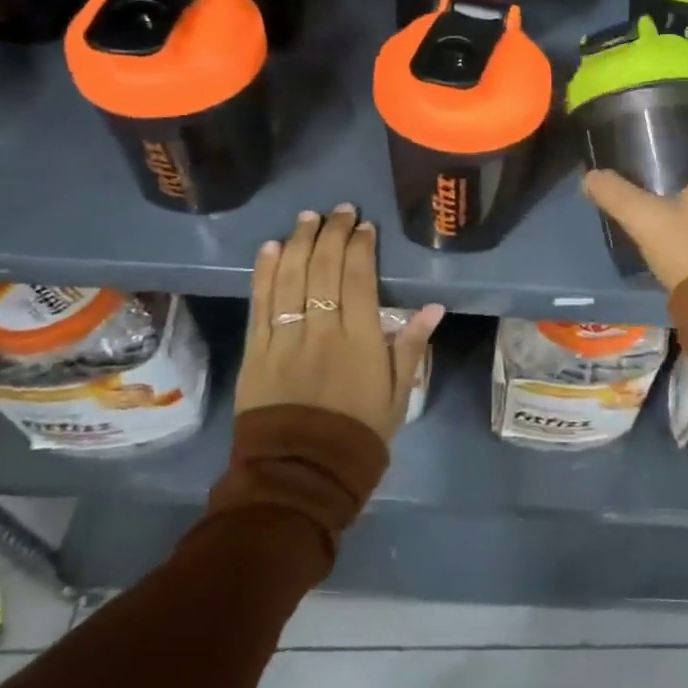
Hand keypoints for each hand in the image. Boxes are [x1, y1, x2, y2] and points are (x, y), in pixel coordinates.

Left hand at [236, 206, 442, 441]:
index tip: (364, 226)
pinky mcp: (255, 353)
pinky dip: (263, 273)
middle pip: (323, 270)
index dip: (360, 247)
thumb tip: (433, 307)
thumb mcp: (397, 395)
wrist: (300, 477)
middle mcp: (320, 331)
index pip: (358, 279)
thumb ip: (411, 346)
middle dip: (331, 234)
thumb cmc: (357, 434)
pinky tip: (269, 248)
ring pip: (289, 279)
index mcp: (359, 340)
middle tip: (339, 210)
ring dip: (298, 243)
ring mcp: (283, 340)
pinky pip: (259, 304)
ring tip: (307, 218)